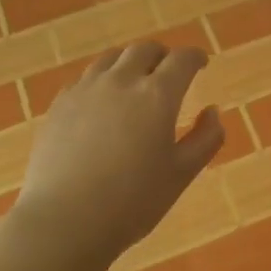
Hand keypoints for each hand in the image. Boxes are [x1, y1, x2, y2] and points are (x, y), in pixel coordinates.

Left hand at [14, 40, 224, 265]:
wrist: (65, 220)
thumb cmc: (133, 201)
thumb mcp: (182, 174)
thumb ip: (205, 139)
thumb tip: (212, 111)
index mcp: (157, 95)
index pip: (182, 60)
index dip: (195, 57)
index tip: (201, 64)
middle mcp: (121, 81)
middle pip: (144, 50)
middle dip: (162, 55)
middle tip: (169, 70)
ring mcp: (85, 90)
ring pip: (111, 58)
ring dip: (130, 62)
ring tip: (135, 81)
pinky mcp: (59, 105)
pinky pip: (85, 78)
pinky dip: (102, 80)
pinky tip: (102, 102)